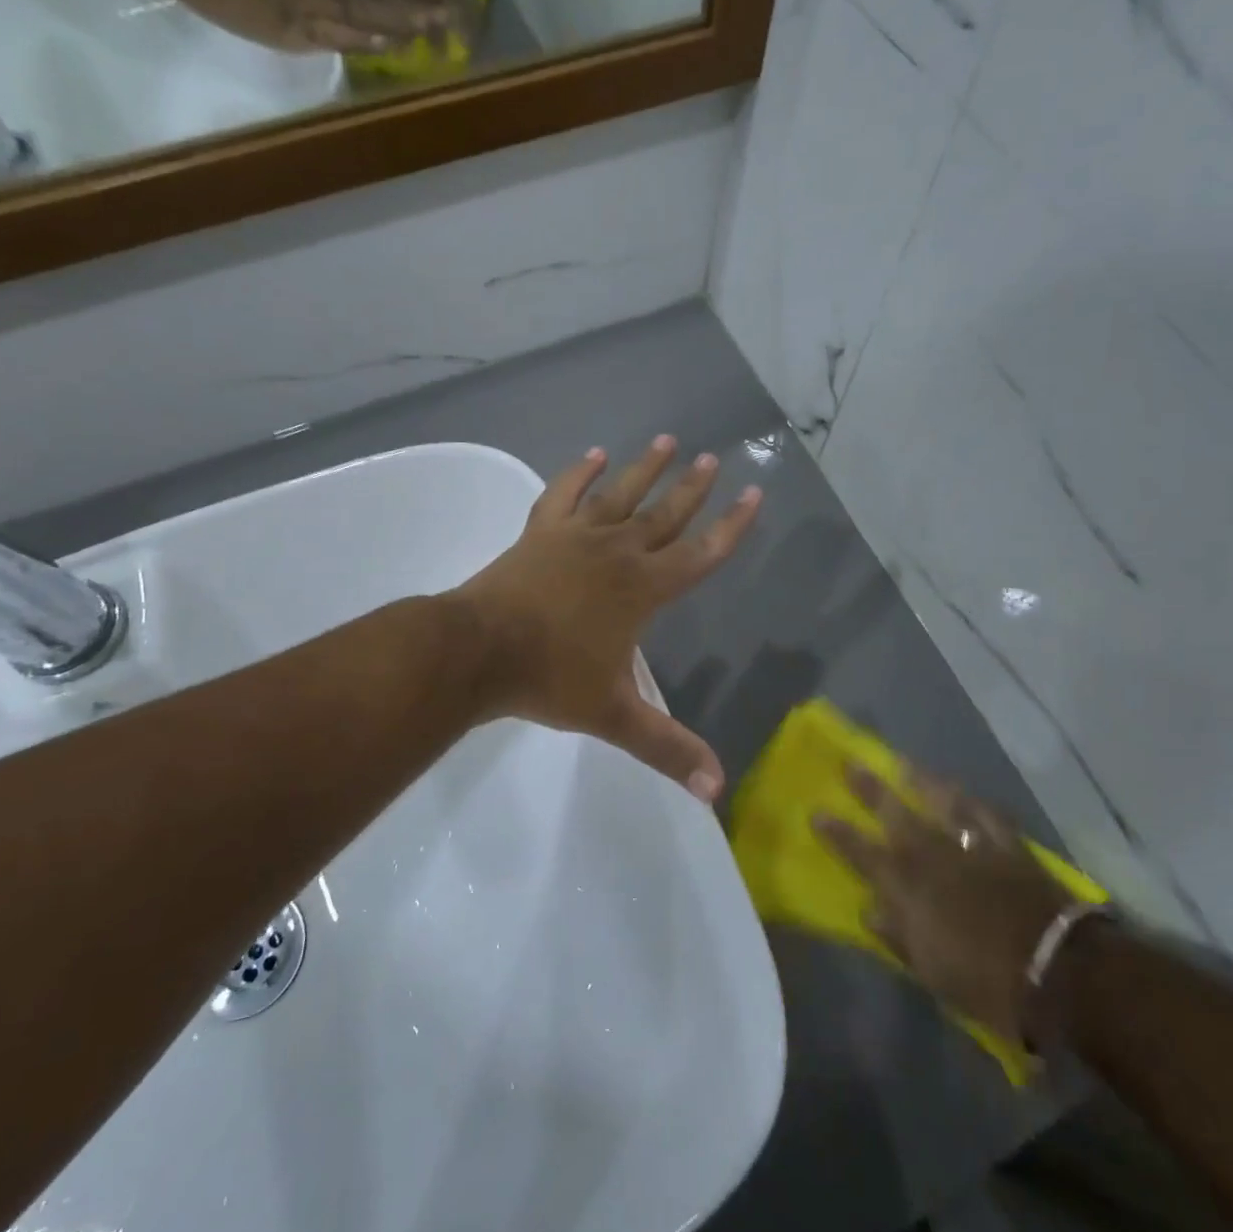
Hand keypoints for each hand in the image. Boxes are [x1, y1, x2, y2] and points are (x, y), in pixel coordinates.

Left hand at [455, 437, 761, 801]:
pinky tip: (594, 453)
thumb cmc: (550, 679)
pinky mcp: (540, 533)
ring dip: (644, 468)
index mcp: (643, 589)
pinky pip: (564, 494)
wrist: (478, 652)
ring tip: (666, 439)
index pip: (701, 554)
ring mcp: (576, 537)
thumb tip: (716, 792)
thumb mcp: (615, 717)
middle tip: (712, 457)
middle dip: (692, 488)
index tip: (754, 494)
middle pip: (665, 515)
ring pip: (620, 495)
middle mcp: (618, 553)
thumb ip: (667, 749)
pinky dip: (579, 472)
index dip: (732, 526)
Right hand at [815, 768, 1066, 1040]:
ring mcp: (973, 846)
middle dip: (870, 789)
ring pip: (941, 802)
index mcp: (909, 888)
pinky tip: (963, 791)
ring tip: (904, 764)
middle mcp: (935, 857)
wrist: (1057, 973)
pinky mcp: (1009, 846)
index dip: (838, 833)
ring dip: (920, 782)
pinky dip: (973, 801)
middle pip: (896, 815)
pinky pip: (987, 814)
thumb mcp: (931, 970)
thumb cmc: (985, 982)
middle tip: (851, 764)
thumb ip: (897, 934)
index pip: (862, 854)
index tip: (817, 812)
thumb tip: (869, 908)